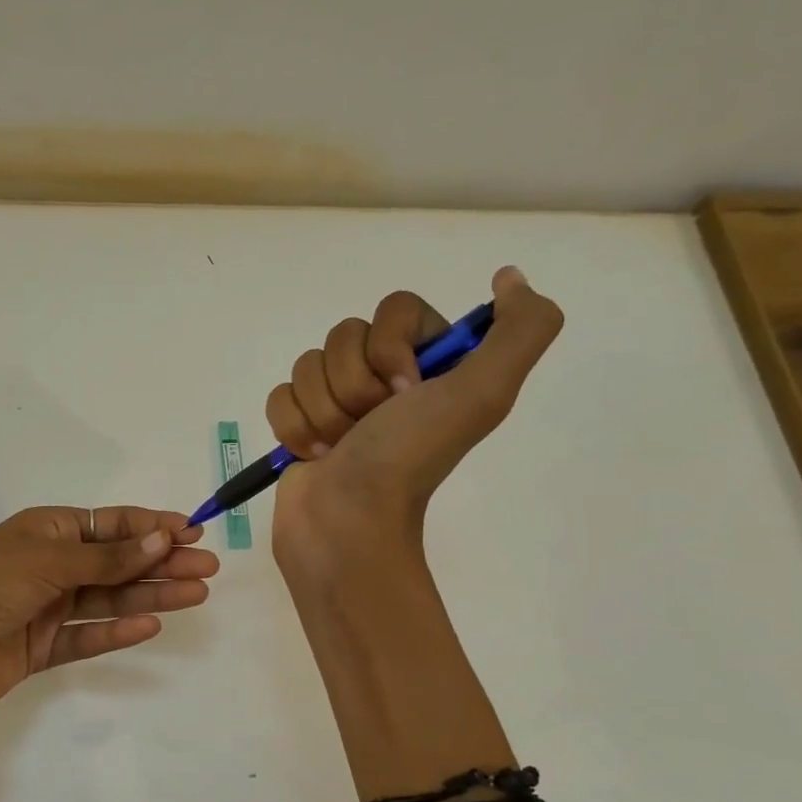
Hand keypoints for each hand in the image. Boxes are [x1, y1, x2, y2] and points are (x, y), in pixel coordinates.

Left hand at [0, 506, 219, 721]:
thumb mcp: (50, 559)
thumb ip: (108, 558)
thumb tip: (163, 540)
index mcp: (45, 530)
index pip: (108, 525)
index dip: (150, 527)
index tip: (191, 531)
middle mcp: (49, 565)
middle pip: (115, 562)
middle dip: (161, 563)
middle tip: (207, 567)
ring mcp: (46, 607)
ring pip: (108, 599)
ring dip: (150, 596)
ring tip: (196, 594)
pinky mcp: (43, 647)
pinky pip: (88, 635)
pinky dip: (117, 631)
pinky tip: (150, 626)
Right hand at [265, 266, 563, 555]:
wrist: (347, 523)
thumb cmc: (408, 458)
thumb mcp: (483, 394)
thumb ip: (521, 329)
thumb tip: (510, 277)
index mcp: (431, 364)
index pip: (394, 309)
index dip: (390, 347)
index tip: (404, 393)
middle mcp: (386, 377)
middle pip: (344, 335)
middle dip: (352, 386)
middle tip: (371, 426)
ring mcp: (339, 402)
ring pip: (307, 364)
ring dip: (322, 411)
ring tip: (340, 447)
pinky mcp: (301, 423)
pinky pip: (280, 394)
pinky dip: (293, 427)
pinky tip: (314, 455)